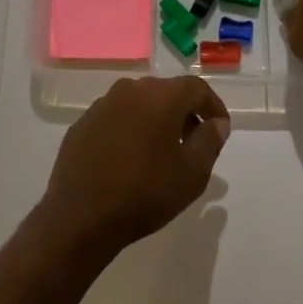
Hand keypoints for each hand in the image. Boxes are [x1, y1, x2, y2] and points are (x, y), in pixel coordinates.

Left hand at [38, 77, 230, 257]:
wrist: (81, 215)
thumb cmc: (145, 193)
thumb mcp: (192, 173)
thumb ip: (210, 141)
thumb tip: (216, 123)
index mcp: (161, 96)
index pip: (196, 88)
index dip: (213, 106)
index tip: (220, 128)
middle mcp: (130, 89)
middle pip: (167, 92)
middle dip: (184, 112)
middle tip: (193, 141)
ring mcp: (103, 104)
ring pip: (139, 102)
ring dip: (156, 119)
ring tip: (162, 151)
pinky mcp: (83, 122)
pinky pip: (116, 117)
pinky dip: (130, 128)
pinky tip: (130, 157)